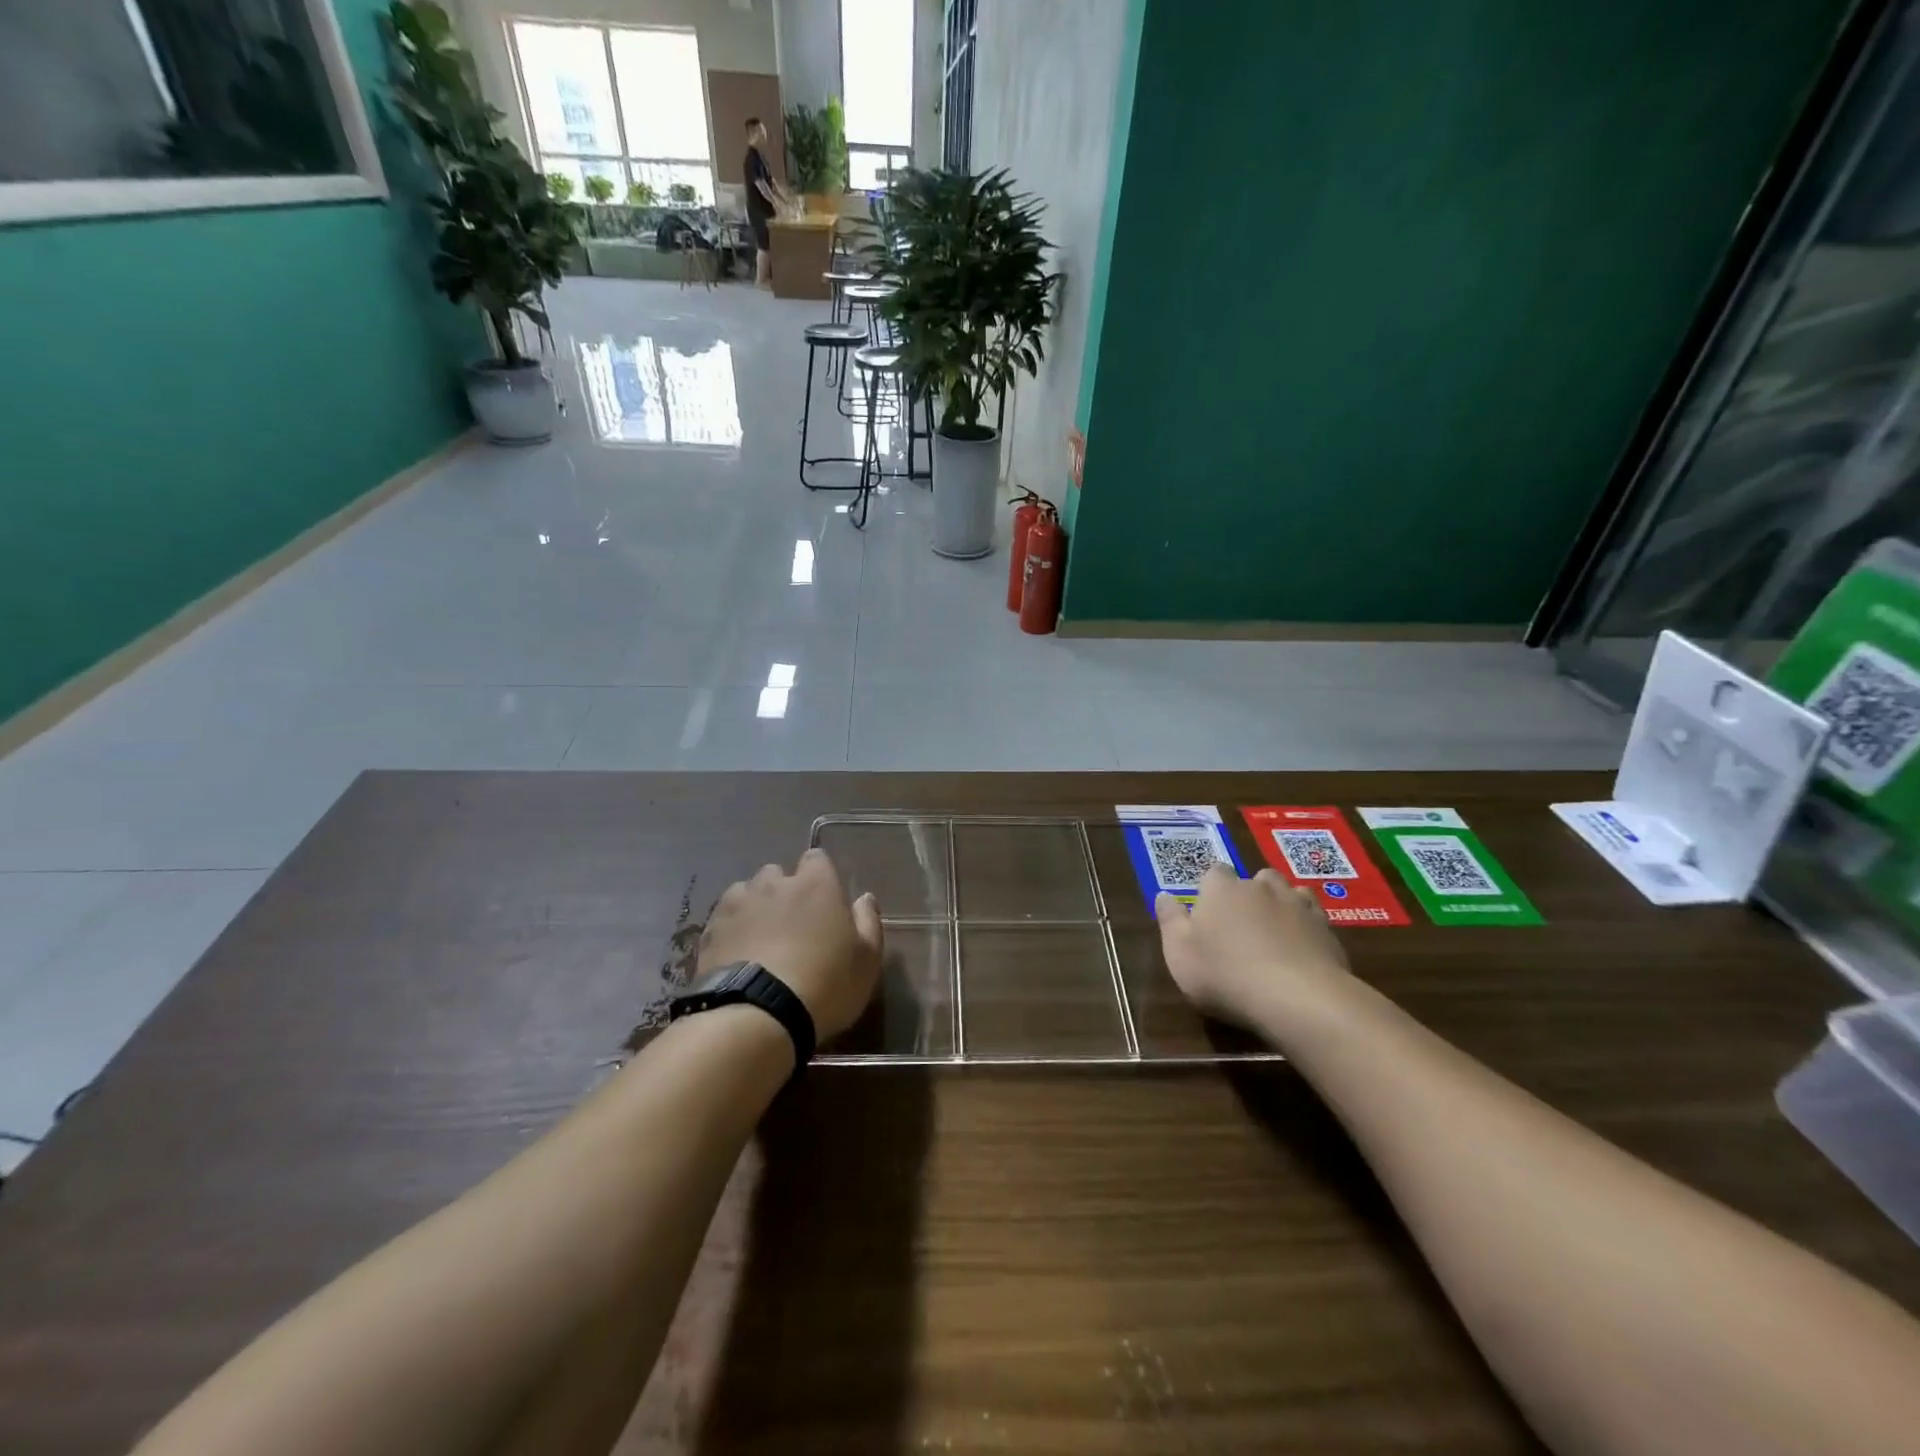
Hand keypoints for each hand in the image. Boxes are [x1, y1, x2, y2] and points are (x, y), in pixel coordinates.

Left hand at [700, 850, 882, 1042]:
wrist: (758, 1015)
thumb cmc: (825, 983)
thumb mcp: (866, 959)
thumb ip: (868, 922)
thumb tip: (864, 898)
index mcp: (816, 884)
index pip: (817, 858)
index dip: (820, 877)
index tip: (824, 901)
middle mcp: (774, 884)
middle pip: (778, 873)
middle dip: (784, 891)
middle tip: (792, 924)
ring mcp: (737, 904)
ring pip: (746, 892)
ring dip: (754, 907)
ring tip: (760, 939)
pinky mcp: (711, 930)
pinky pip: (723, 918)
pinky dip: (731, 929)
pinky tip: (737, 954)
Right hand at [1155, 865, 1350, 1031]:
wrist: (1297, 998)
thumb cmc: (1225, 974)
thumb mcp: (1179, 953)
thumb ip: (1170, 920)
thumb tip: (1163, 895)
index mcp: (1221, 889)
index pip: (1213, 872)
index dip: (1210, 890)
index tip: (1207, 912)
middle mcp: (1260, 887)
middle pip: (1254, 878)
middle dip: (1249, 894)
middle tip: (1240, 925)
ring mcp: (1297, 905)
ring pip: (1287, 892)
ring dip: (1280, 904)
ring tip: (1273, 932)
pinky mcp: (1326, 929)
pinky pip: (1314, 916)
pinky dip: (1306, 925)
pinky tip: (1301, 946)